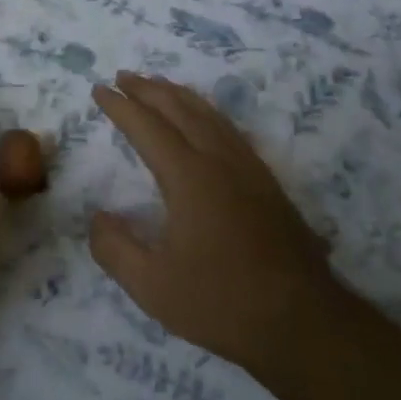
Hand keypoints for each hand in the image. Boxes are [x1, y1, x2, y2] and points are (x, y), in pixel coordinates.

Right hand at [89, 72, 336, 380]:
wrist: (302, 323)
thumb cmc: (222, 303)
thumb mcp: (152, 286)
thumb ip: (115, 248)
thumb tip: (98, 218)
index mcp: (189, 177)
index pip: (147, 128)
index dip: (120, 106)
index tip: (99, 89)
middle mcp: (219, 160)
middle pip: (179, 109)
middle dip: (148, 89)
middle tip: (122, 76)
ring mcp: (248, 168)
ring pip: (208, 114)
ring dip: (178, 94)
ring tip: (157, 85)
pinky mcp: (267, 182)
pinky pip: (229, 129)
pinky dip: (206, 111)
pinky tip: (204, 120)